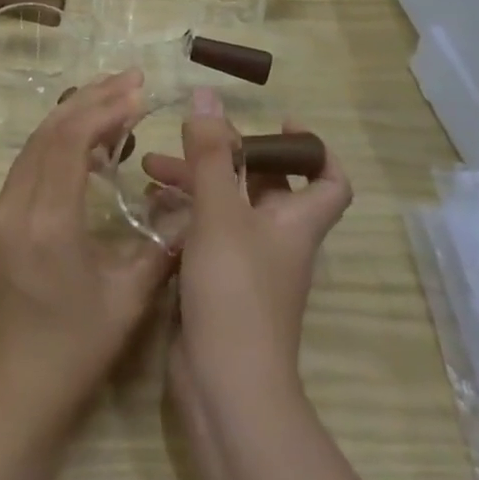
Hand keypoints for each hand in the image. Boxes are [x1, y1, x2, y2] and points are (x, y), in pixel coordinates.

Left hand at [0, 70, 175, 440]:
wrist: (4, 398)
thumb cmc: (71, 354)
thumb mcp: (128, 302)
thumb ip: (161, 247)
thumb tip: (190, 208)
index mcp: (48, 221)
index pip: (72, 140)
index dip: (106, 108)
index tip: (140, 90)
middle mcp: (15, 205)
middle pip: (49, 132)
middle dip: (91, 99)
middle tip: (130, 79)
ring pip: (33, 145)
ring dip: (70, 117)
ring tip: (111, 100)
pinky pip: (25, 165)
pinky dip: (55, 143)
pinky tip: (82, 145)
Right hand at [142, 89, 352, 410]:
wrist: (226, 385)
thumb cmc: (235, 289)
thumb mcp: (220, 212)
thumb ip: (210, 154)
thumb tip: (208, 95)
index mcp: (294, 220)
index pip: (329, 179)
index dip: (313, 148)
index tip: (280, 121)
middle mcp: (277, 238)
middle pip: (264, 184)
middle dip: (226, 156)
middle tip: (189, 135)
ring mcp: (247, 264)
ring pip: (227, 208)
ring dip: (195, 183)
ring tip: (150, 166)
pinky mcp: (218, 284)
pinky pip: (205, 235)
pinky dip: (183, 215)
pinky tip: (149, 205)